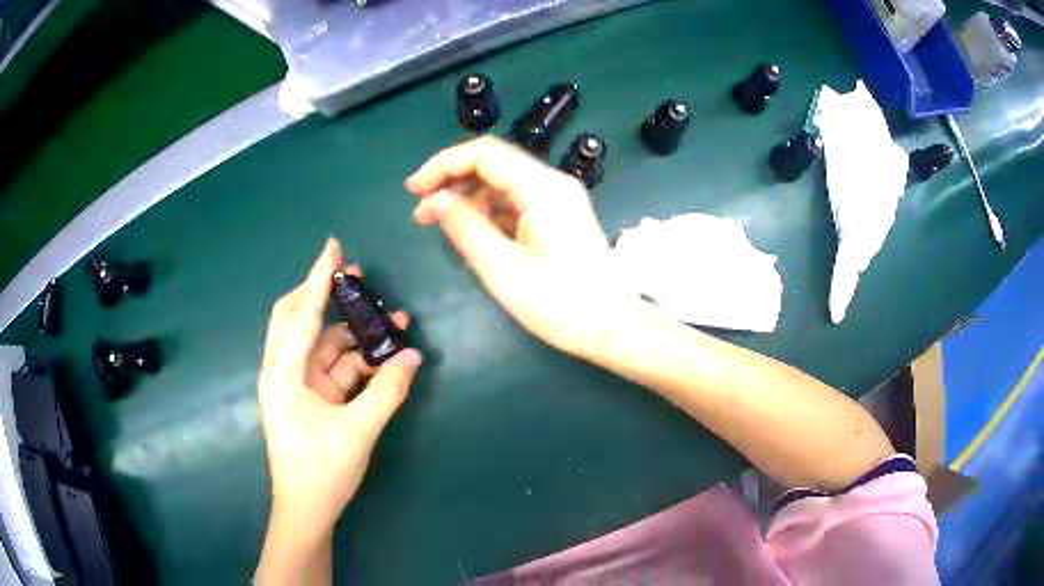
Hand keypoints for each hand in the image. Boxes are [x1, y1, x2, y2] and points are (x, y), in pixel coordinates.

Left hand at [257, 238, 421, 562]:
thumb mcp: (357, 431)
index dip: (318, 278)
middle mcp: (284, 372)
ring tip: (391, 319)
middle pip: (298, 319)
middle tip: (356, 276)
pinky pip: (332, 369)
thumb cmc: (321, 471)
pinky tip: (382, 356)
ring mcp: (296, 386)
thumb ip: (386, 392)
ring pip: (321, 345)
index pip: (302, 315)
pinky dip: (355, 360)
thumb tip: (413, 357)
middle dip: (326, 295)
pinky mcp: (309, 400)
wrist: (306, 511)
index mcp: (283, 374)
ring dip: (352, 332)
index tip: (333, 245)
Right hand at [406, 136, 613, 357]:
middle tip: (420, 211)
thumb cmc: (561, 304)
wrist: (612, 328)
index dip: (443, 164)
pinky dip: (488, 212)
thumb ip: (465, 228)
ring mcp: (557, 199)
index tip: (413, 189)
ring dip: (467, 198)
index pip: (485, 153)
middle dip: (452, 181)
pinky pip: (515, 202)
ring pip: (502, 183)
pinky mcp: (557, 217)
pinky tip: (468, 230)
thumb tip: (434, 201)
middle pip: (493, 164)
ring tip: (437, 223)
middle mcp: (552, 183)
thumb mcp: (503, 269)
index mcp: (542, 188)